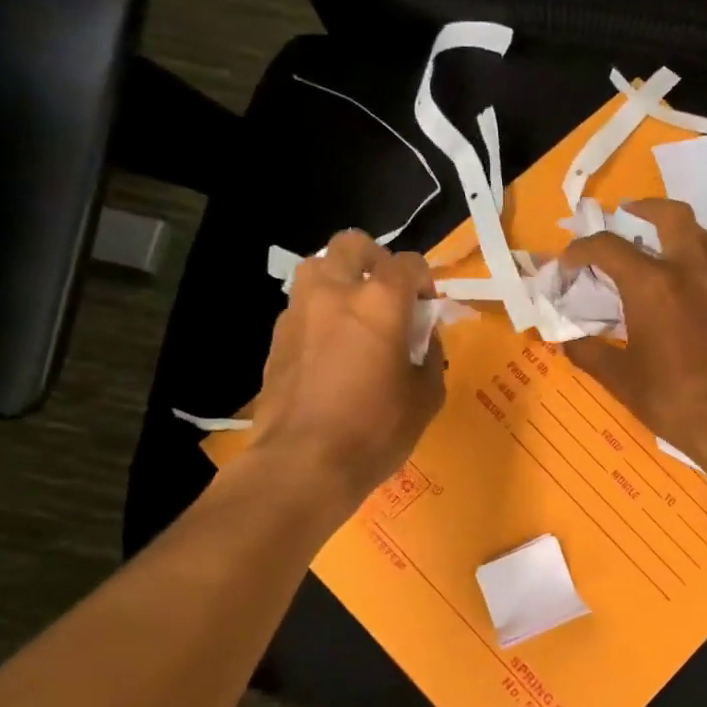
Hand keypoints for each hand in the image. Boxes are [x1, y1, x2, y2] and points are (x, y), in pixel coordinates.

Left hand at [238, 230, 446, 508]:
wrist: (303, 463)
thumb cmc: (376, 430)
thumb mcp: (426, 396)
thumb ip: (430, 356)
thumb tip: (422, 339)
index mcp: (380, 300)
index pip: (409, 263)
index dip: (424, 280)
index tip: (427, 308)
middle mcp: (335, 291)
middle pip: (352, 244)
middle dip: (374, 259)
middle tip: (386, 294)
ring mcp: (299, 310)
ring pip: (317, 266)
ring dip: (339, 278)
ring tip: (353, 314)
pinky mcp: (276, 336)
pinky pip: (301, 305)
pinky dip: (319, 312)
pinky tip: (329, 348)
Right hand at [560, 199, 706, 461]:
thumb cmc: (672, 399)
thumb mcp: (619, 378)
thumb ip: (588, 351)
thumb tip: (566, 340)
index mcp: (651, 285)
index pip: (607, 247)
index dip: (581, 250)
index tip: (569, 264)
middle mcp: (689, 268)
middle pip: (669, 214)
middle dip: (642, 208)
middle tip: (625, 218)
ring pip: (701, 231)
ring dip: (675, 229)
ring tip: (658, 245)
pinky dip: (701, 252)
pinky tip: (692, 274)